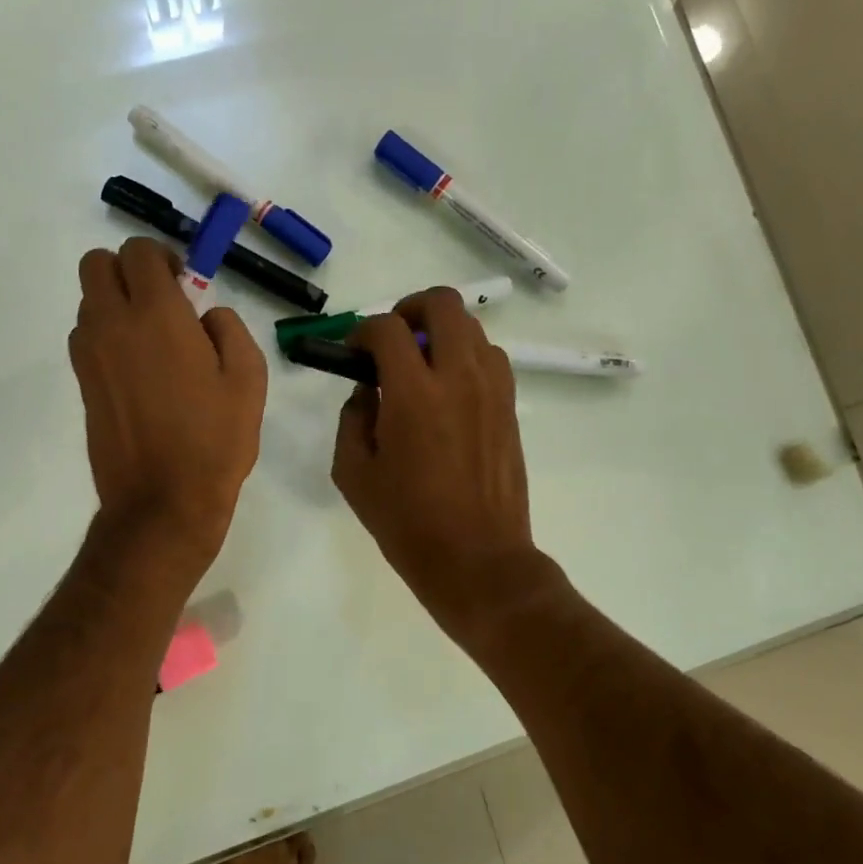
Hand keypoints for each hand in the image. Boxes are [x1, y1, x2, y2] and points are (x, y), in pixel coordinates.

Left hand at [70, 237, 267, 562]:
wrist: (162, 502)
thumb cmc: (214, 440)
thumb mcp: (249, 379)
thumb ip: (229, 329)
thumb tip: (205, 315)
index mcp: (157, 314)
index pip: (138, 251)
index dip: (161, 257)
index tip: (183, 282)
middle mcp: (112, 324)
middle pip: (97, 264)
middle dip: (127, 270)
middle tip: (160, 300)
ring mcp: (89, 355)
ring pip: (88, 300)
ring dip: (115, 303)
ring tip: (151, 341)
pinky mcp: (81, 384)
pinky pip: (86, 337)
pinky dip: (106, 335)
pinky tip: (137, 370)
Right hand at [332, 288, 539, 641]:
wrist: (477, 560)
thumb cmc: (407, 522)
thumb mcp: (354, 474)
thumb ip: (352, 420)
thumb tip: (367, 392)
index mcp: (413, 394)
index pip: (387, 329)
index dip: (362, 331)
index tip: (353, 352)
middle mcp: (458, 378)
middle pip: (442, 303)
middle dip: (410, 308)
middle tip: (392, 340)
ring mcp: (492, 390)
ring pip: (472, 327)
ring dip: (441, 333)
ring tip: (422, 366)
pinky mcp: (510, 408)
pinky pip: (491, 358)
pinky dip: (467, 357)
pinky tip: (450, 390)